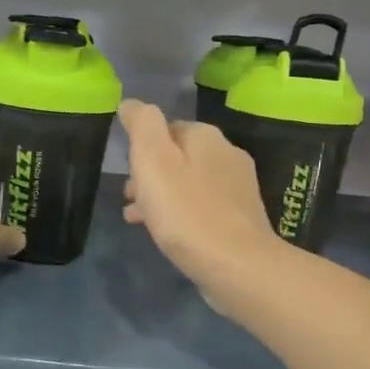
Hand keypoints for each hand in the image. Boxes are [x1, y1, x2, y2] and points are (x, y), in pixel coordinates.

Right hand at [119, 100, 283, 294]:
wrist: (236, 264)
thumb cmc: (186, 211)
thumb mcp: (153, 160)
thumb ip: (142, 125)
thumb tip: (131, 103)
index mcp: (205, 136)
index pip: (165, 128)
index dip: (141, 150)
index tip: (127, 174)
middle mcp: (227, 153)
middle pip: (178, 156)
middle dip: (151, 175)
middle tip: (130, 200)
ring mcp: (239, 186)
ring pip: (189, 182)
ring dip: (163, 196)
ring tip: (140, 221)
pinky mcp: (242, 216)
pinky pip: (202, 206)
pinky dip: (182, 213)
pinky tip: (171, 234)